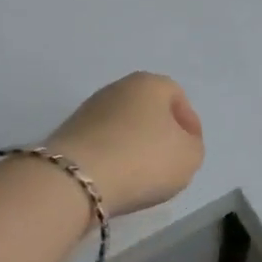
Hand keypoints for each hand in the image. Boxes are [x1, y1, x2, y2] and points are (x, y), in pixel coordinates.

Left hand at [46, 72, 204, 216]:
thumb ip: (192, 145)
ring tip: (141, 176)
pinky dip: (112, 157)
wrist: (78, 178)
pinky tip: (116, 178)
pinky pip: (102, 142)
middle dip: (160, 133)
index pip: (177, 96)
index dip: (189, 124)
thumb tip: (177, 142)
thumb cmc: (143, 159)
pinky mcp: (69, 132)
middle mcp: (118, 87)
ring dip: (134, 145)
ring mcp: (89, 108)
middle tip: (168, 162)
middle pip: (148, 109)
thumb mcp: (189, 156)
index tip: (190, 150)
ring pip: (123, 125)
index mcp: (149, 83)